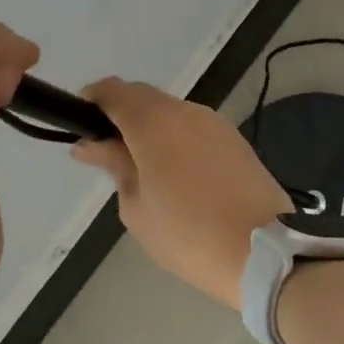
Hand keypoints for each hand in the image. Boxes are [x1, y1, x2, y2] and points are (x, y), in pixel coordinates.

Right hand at [72, 80, 292, 309]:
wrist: (264, 252)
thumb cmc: (189, 235)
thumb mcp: (137, 207)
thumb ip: (115, 166)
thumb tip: (91, 145)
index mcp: (155, 123)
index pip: (114, 91)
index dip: (92, 100)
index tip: (79, 123)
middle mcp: (187, 111)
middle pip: (144, 97)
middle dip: (121, 114)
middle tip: (107, 152)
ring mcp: (216, 123)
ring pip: (172, 111)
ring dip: (151, 127)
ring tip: (142, 167)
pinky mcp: (236, 140)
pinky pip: (195, 127)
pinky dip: (176, 138)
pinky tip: (174, 172)